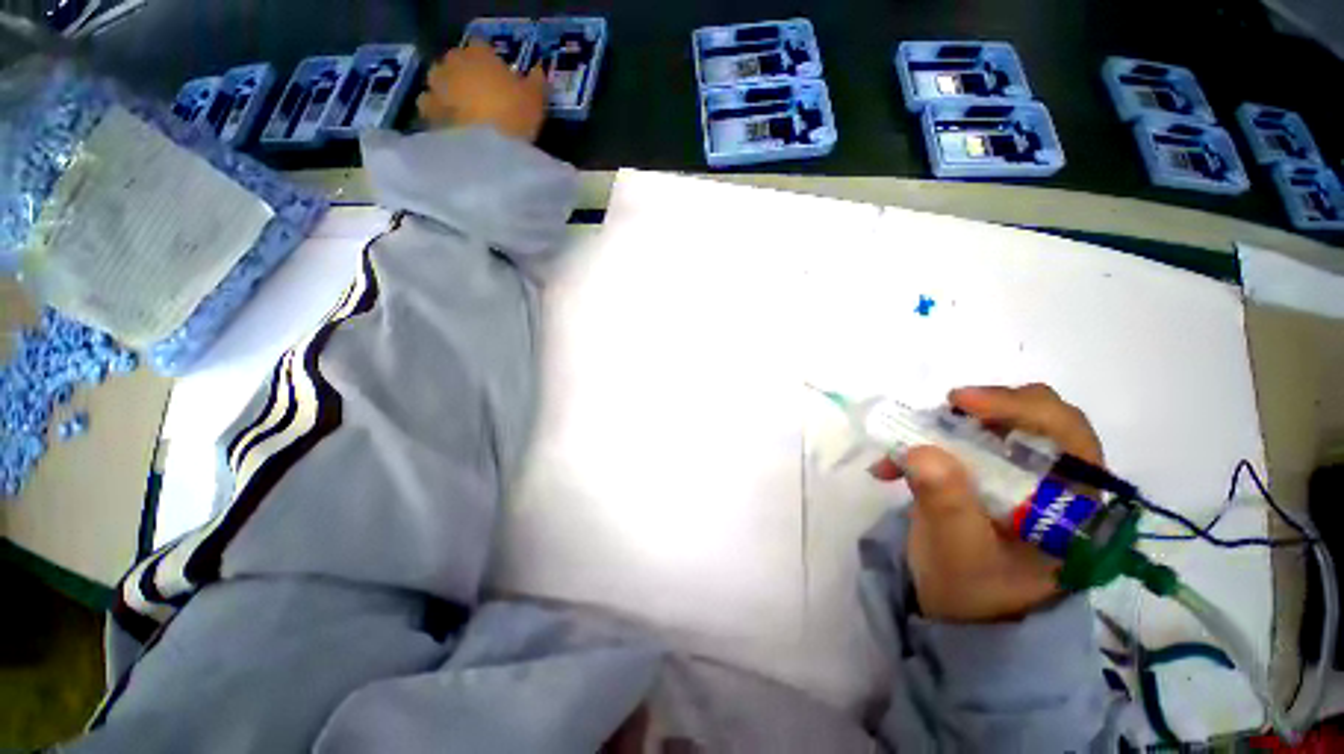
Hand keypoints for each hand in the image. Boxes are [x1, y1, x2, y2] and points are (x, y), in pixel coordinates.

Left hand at [416, 40, 547, 141]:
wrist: (487, 151)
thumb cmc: (514, 116)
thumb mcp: (536, 100)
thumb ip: (535, 82)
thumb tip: (537, 72)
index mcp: (478, 54)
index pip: (481, 47)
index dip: (490, 62)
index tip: (500, 78)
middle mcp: (451, 64)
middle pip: (456, 63)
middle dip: (465, 76)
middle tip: (481, 97)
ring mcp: (436, 88)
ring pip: (439, 85)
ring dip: (447, 94)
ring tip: (463, 114)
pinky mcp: (427, 114)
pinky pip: (432, 111)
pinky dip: (439, 116)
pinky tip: (451, 129)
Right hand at [871, 384, 1104, 622]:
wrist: (963, 612)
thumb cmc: (973, 590)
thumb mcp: (958, 551)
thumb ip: (946, 503)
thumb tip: (921, 450)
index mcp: (1074, 504)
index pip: (1067, 434)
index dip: (1018, 406)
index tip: (960, 401)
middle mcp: (1058, 483)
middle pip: (1036, 419)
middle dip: (984, 409)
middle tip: (942, 414)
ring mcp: (1023, 477)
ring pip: (996, 425)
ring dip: (946, 428)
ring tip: (903, 448)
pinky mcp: (990, 476)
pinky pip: (962, 444)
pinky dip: (925, 445)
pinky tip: (893, 465)